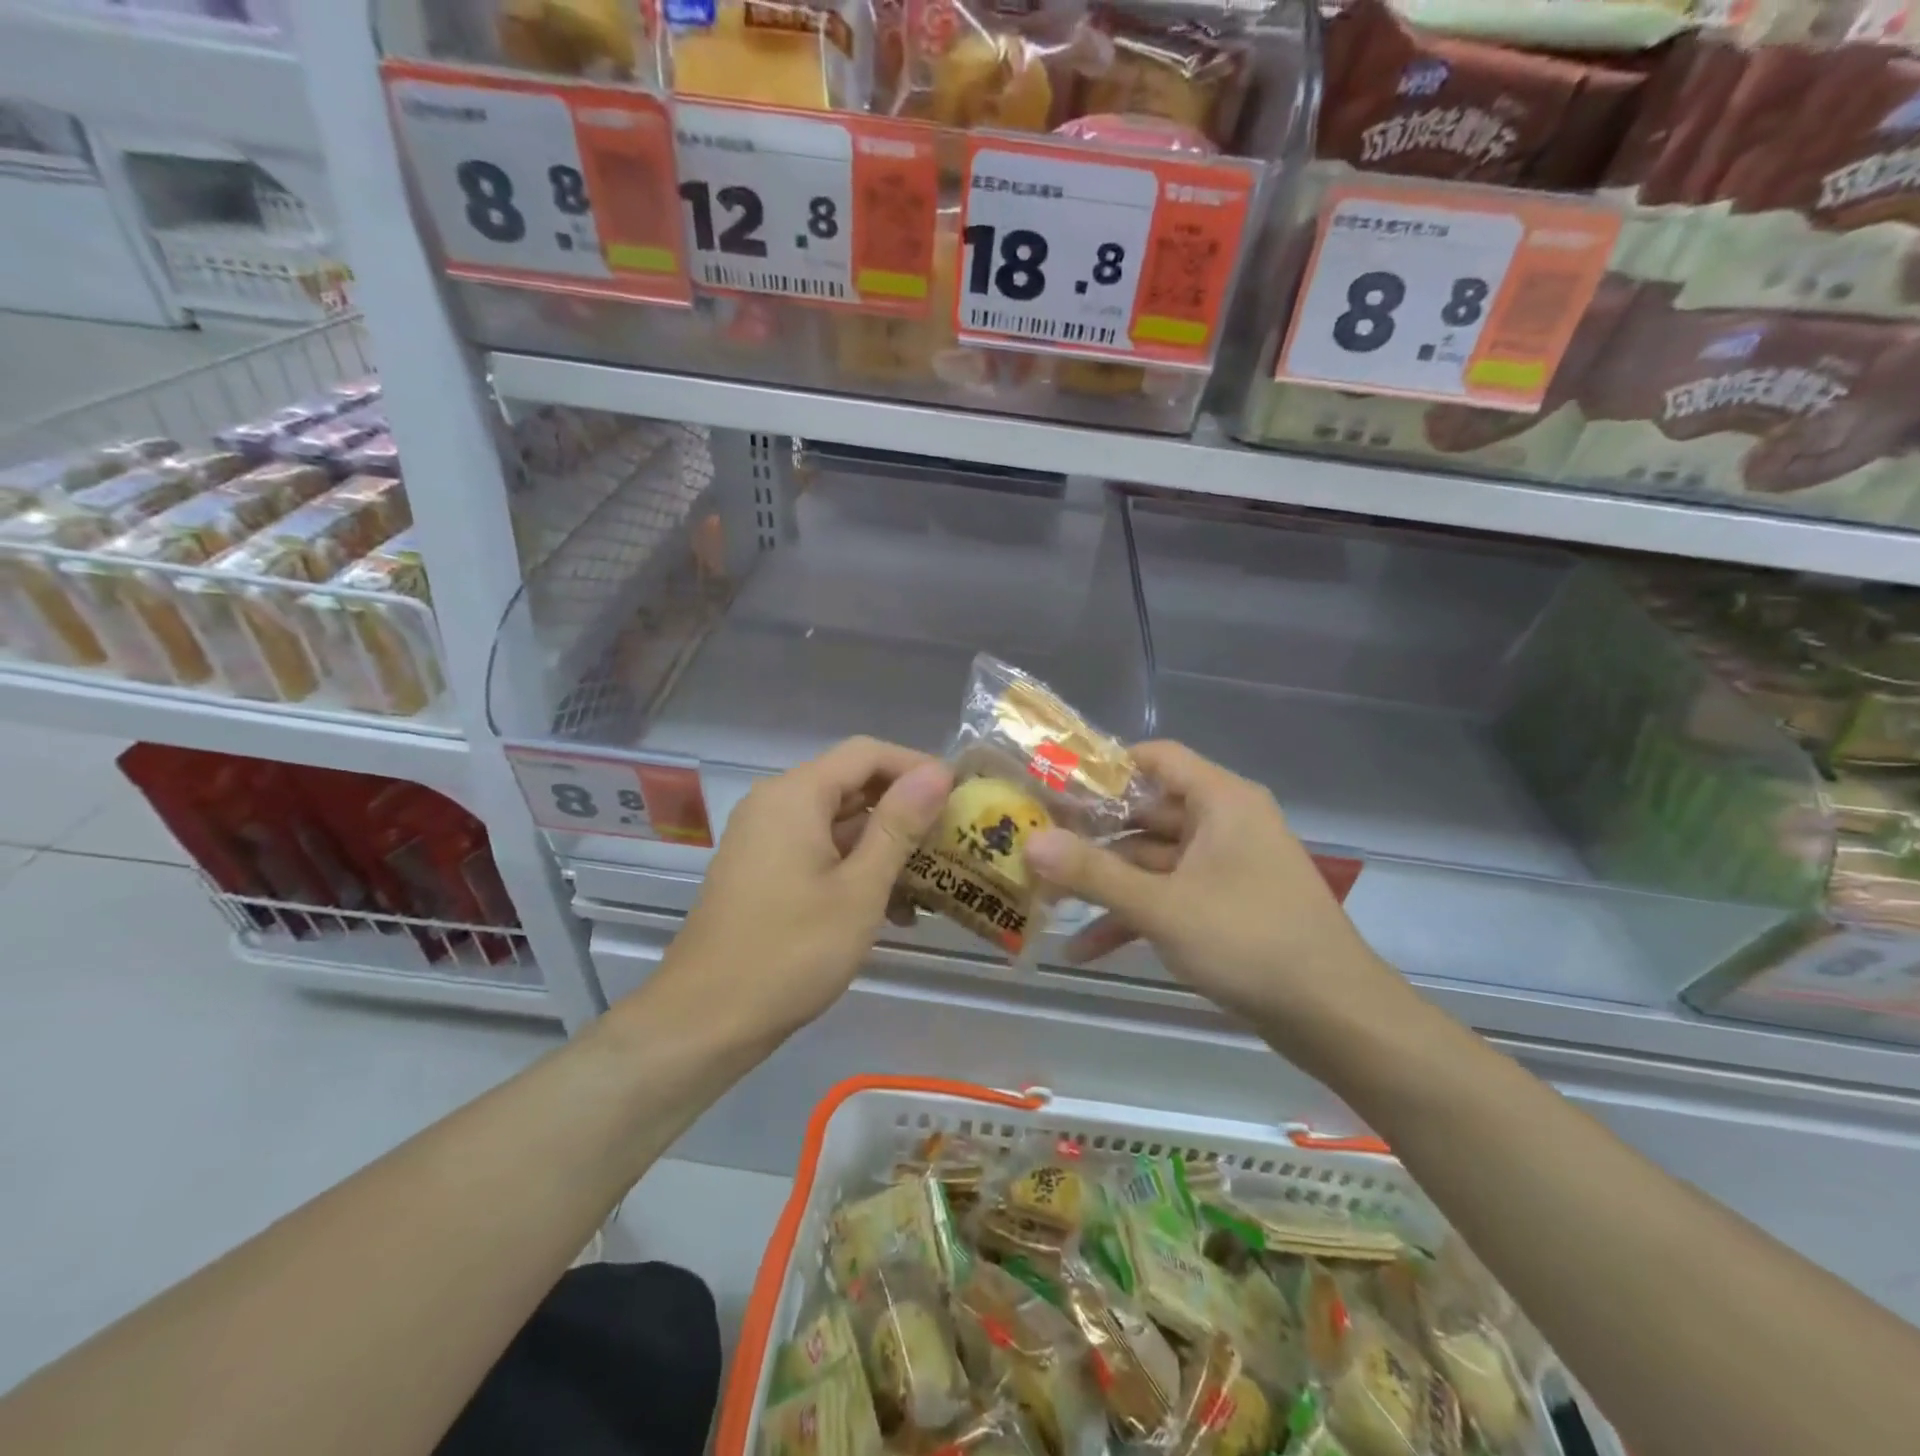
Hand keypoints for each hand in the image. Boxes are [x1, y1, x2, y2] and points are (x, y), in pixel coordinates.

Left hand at [652, 737, 951, 1040]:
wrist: (705, 1020)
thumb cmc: (790, 952)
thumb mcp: (859, 889)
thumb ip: (899, 825)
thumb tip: (938, 772)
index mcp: (796, 795)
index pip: (867, 753)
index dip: (916, 767)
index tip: (960, 795)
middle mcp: (776, 803)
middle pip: (852, 784)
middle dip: (905, 809)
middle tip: (953, 839)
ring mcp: (765, 838)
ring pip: (838, 821)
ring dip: (884, 845)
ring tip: (933, 881)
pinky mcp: (763, 870)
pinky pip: (819, 849)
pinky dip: (855, 866)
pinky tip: (893, 909)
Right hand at [1024, 741, 1414, 1051]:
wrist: (1335, 1017)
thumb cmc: (1249, 941)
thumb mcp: (1162, 907)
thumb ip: (1093, 873)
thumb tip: (1030, 841)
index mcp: (1221, 802)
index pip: (1156, 759)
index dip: (1104, 767)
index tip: (1054, 786)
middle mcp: (1224, 824)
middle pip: (1146, 813)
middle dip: (1092, 837)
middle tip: (1037, 846)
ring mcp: (1225, 867)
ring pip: (1153, 862)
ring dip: (1106, 885)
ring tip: (1048, 902)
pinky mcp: (1226, 906)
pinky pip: (1170, 897)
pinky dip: (1134, 917)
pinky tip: (1085, 949)